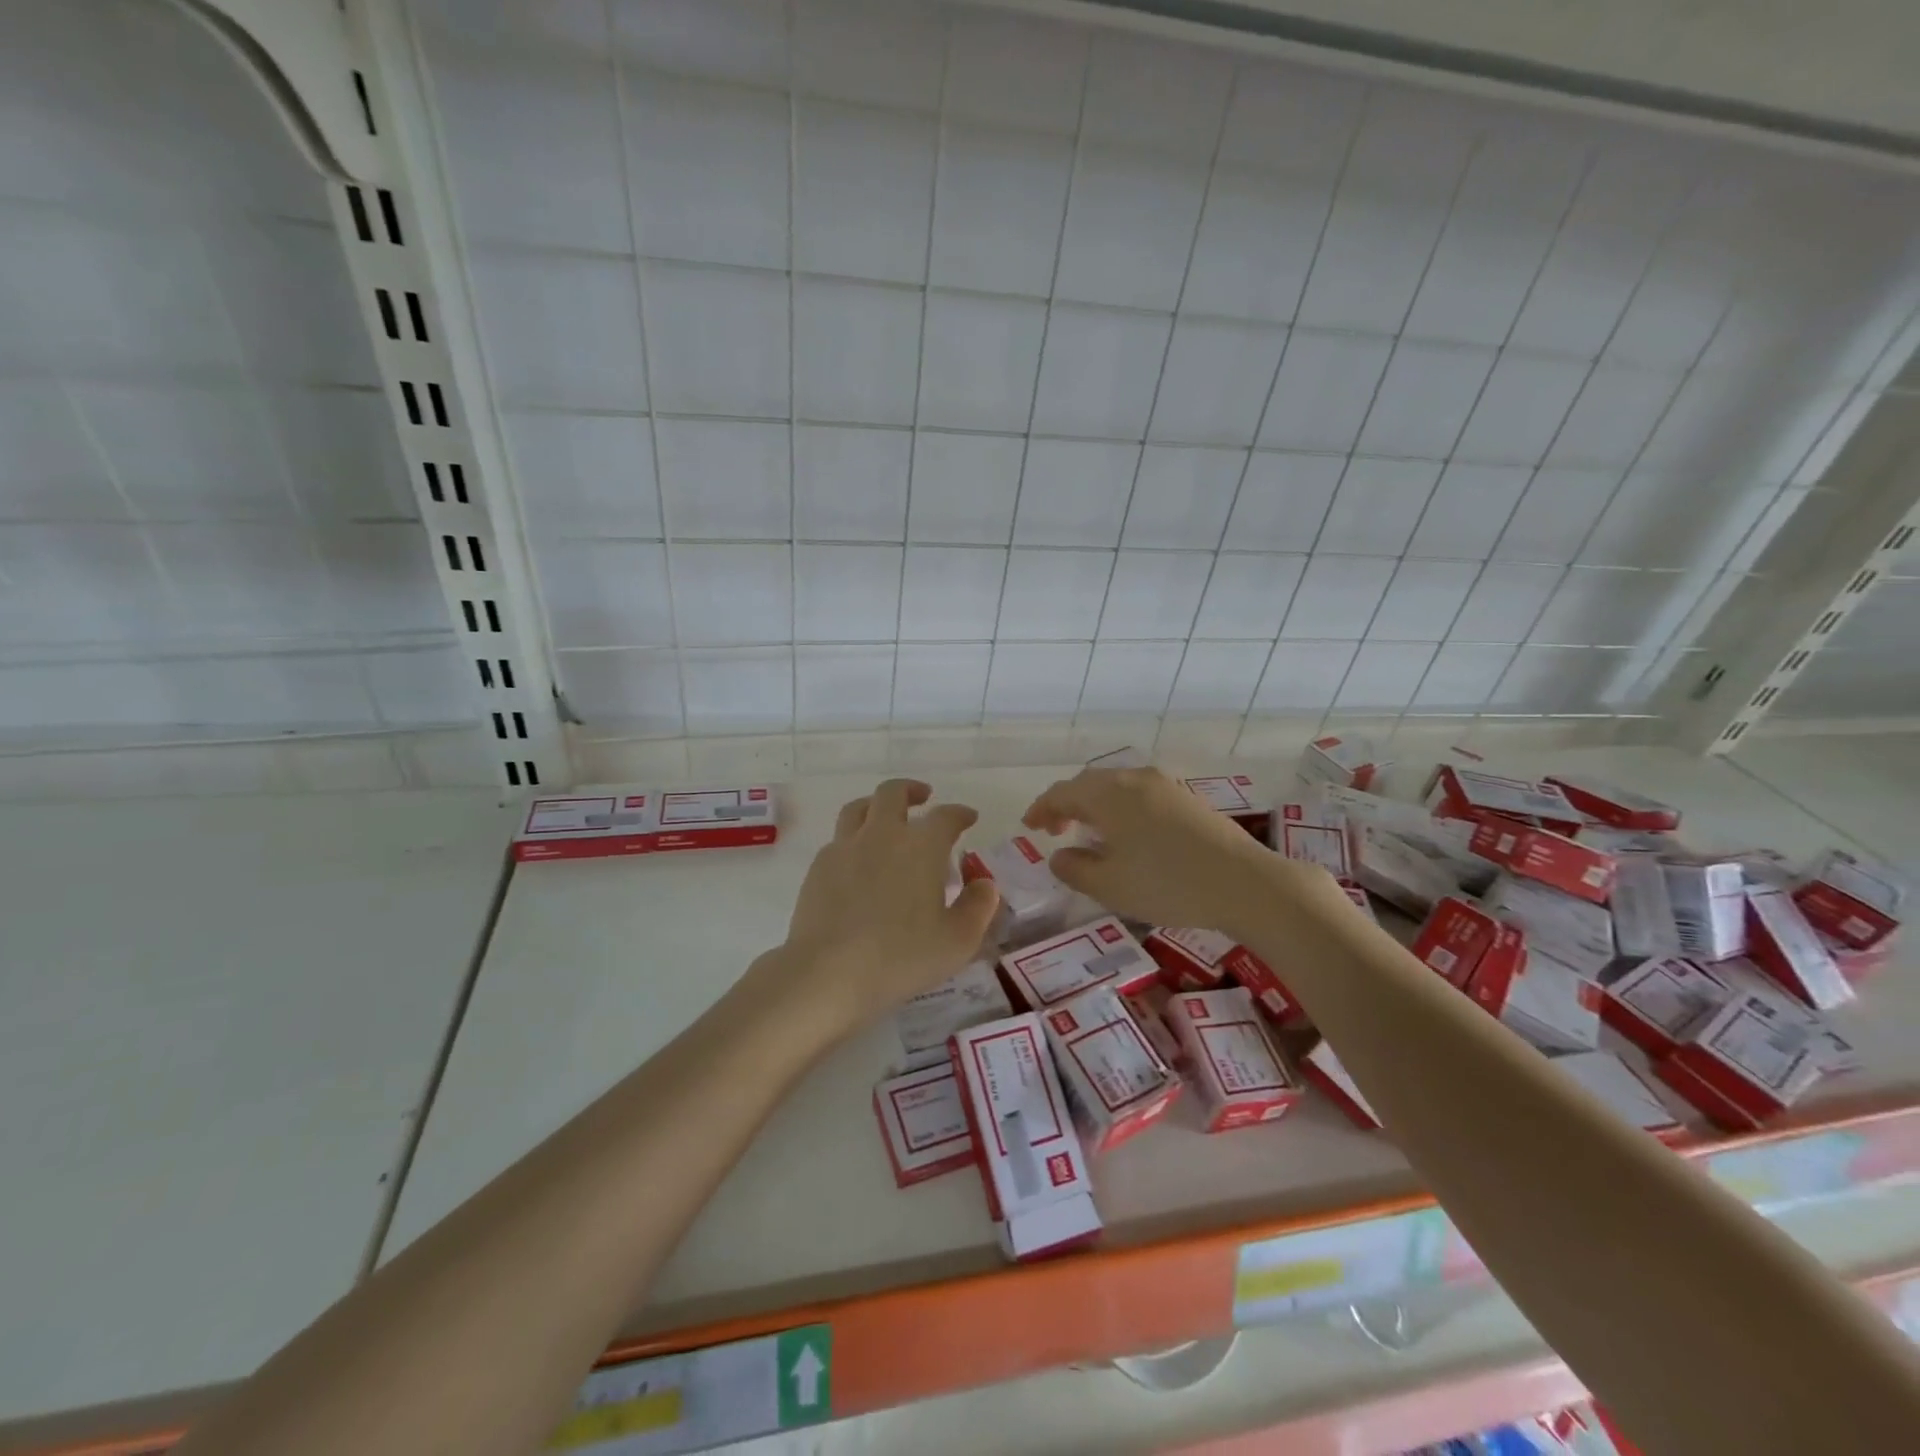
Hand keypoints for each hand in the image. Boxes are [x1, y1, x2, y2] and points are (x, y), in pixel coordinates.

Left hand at [768, 779, 999, 1031]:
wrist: (828, 972)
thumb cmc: (901, 957)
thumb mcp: (958, 941)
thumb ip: (978, 907)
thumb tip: (984, 884)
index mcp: (921, 846)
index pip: (946, 816)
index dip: (961, 814)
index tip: (968, 817)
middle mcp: (882, 834)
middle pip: (894, 793)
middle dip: (912, 790)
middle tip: (923, 797)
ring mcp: (845, 848)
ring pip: (859, 808)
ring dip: (876, 805)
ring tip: (884, 817)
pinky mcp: (819, 867)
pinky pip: (839, 839)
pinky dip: (854, 839)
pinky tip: (858, 860)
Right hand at [1024, 767, 1337, 940]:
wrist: (1245, 883)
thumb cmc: (1167, 884)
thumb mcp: (1109, 885)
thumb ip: (1074, 869)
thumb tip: (1059, 855)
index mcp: (1108, 794)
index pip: (1062, 792)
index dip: (1041, 809)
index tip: (1029, 827)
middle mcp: (1134, 779)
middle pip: (1089, 784)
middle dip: (1067, 805)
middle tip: (1055, 830)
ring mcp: (1165, 785)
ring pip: (1116, 787)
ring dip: (1095, 806)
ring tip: (1089, 833)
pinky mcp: (1187, 799)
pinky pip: (1139, 795)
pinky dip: (1120, 809)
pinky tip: (1127, 835)